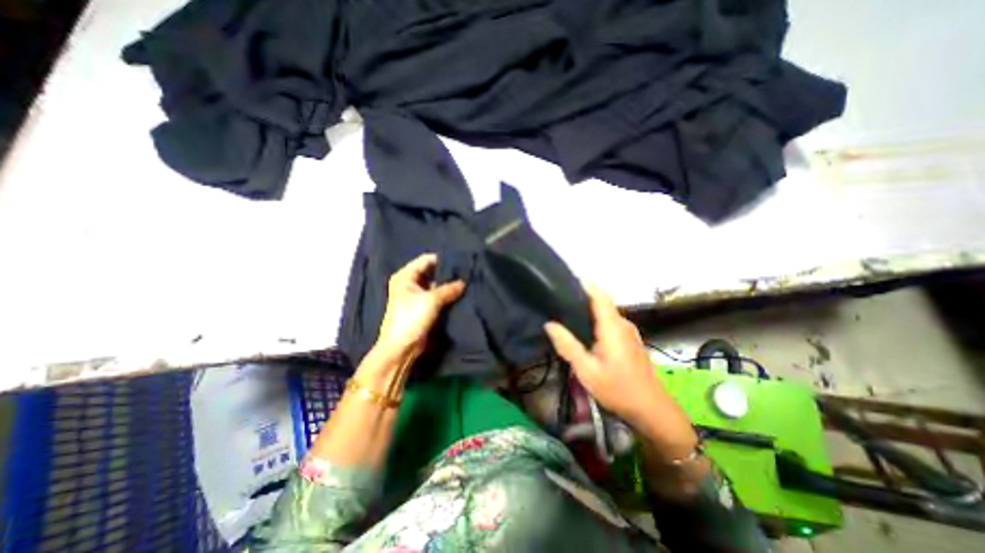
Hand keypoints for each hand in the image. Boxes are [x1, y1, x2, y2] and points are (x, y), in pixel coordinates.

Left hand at [379, 255, 468, 366]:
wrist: (402, 348)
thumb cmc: (411, 318)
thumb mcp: (431, 300)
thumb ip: (449, 289)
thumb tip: (464, 282)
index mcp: (406, 276)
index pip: (426, 260)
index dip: (443, 259)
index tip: (460, 260)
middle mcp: (411, 283)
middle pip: (432, 272)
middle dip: (448, 273)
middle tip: (467, 271)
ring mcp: (418, 296)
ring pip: (437, 285)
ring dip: (449, 285)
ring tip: (467, 281)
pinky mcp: (425, 307)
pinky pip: (439, 297)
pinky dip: (448, 295)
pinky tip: (461, 293)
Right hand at [542, 285, 695, 457]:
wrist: (652, 410)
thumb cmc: (618, 389)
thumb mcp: (586, 370)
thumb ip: (567, 345)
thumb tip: (550, 324)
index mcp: (612, 326)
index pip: (600, 295)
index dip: (585, 283)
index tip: (567, 278)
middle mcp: (622, 323)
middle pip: (602, 302)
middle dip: (582, 296)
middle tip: (559, 298)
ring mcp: (628, 332)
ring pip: (606, 313)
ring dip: (588, 309)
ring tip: (566, 312)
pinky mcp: (630, 340)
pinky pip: (610, 322)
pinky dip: (596, 320)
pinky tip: (584, 330)